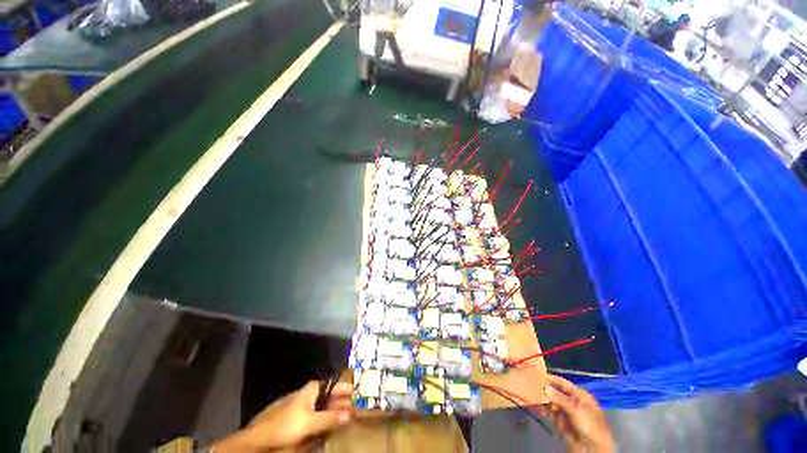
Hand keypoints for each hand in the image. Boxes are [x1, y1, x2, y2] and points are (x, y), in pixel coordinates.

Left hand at [211, 380, 352, 451]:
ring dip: (332, 413)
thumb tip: (350, 414)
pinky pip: (314, 415)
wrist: (258, 437)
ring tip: (342, 421)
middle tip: (352, 412)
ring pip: (321, 406)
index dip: (345, 389)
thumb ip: (331, 418)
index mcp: (312, 388)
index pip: (334, 384)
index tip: (357, 395)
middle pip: (329, 396)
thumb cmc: (286, 424)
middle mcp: (308, 393)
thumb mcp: (310, 422)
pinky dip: (321, 420)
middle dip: (340, 403)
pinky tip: (325, 428)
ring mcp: (301, 404)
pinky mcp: (295, 416)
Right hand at [545, 375, 614, 452]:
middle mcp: (574, 403)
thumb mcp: (576, 410)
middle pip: (558, 393)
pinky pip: (553, 414)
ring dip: (547, 402)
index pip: (565, 384)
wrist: (593, 448)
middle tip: (535, 389)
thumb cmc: (590, 425)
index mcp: (581, 396)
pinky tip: (544, 411)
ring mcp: (568, 413)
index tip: (540, 375)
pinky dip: (548, 412)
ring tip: (539, 401)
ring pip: (554, 403)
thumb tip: (546, 388)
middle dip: (548, 392)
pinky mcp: (563, 423)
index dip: (553, 379)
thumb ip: (560, 398)